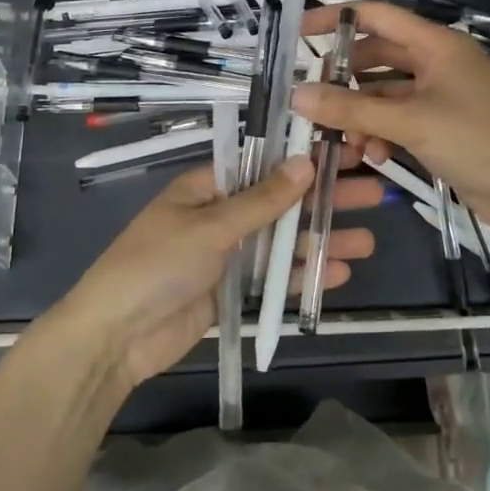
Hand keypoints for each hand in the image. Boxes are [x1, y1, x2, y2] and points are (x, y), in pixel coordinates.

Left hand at [43, 158, 382, 388]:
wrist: (115, 337)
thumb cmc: (156, 266)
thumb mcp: (210, 227)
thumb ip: (261, 200)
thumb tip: (305, 162)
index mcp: (207, 187)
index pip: (263, 164)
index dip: (304, 159)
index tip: (345, 153)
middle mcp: (219, 215)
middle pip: (281, 203)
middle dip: (324, 200)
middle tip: (374, 193)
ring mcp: (227, 255)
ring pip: (283, 242)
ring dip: (321, 241)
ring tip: (368, 240)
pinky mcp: (231, 292)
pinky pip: (273, 278)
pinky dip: (302, 275)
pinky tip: (339, 273)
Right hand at [293, 0, 489, 244]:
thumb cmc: (477, 141)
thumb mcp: (410, 122)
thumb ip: (351, 109)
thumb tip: (297, 96)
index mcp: (437, 44)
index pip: (376, 16)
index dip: (336, 19)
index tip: (298, 32)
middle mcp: (437, 62)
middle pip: (377, 57)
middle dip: (346, 80)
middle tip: (314, 101)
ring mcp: (440, 95)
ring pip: (385, 93)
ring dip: (362, 114)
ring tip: (346, 142)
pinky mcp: (441, 125)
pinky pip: (399, 119)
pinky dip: (382, 133)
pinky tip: (374, 157)